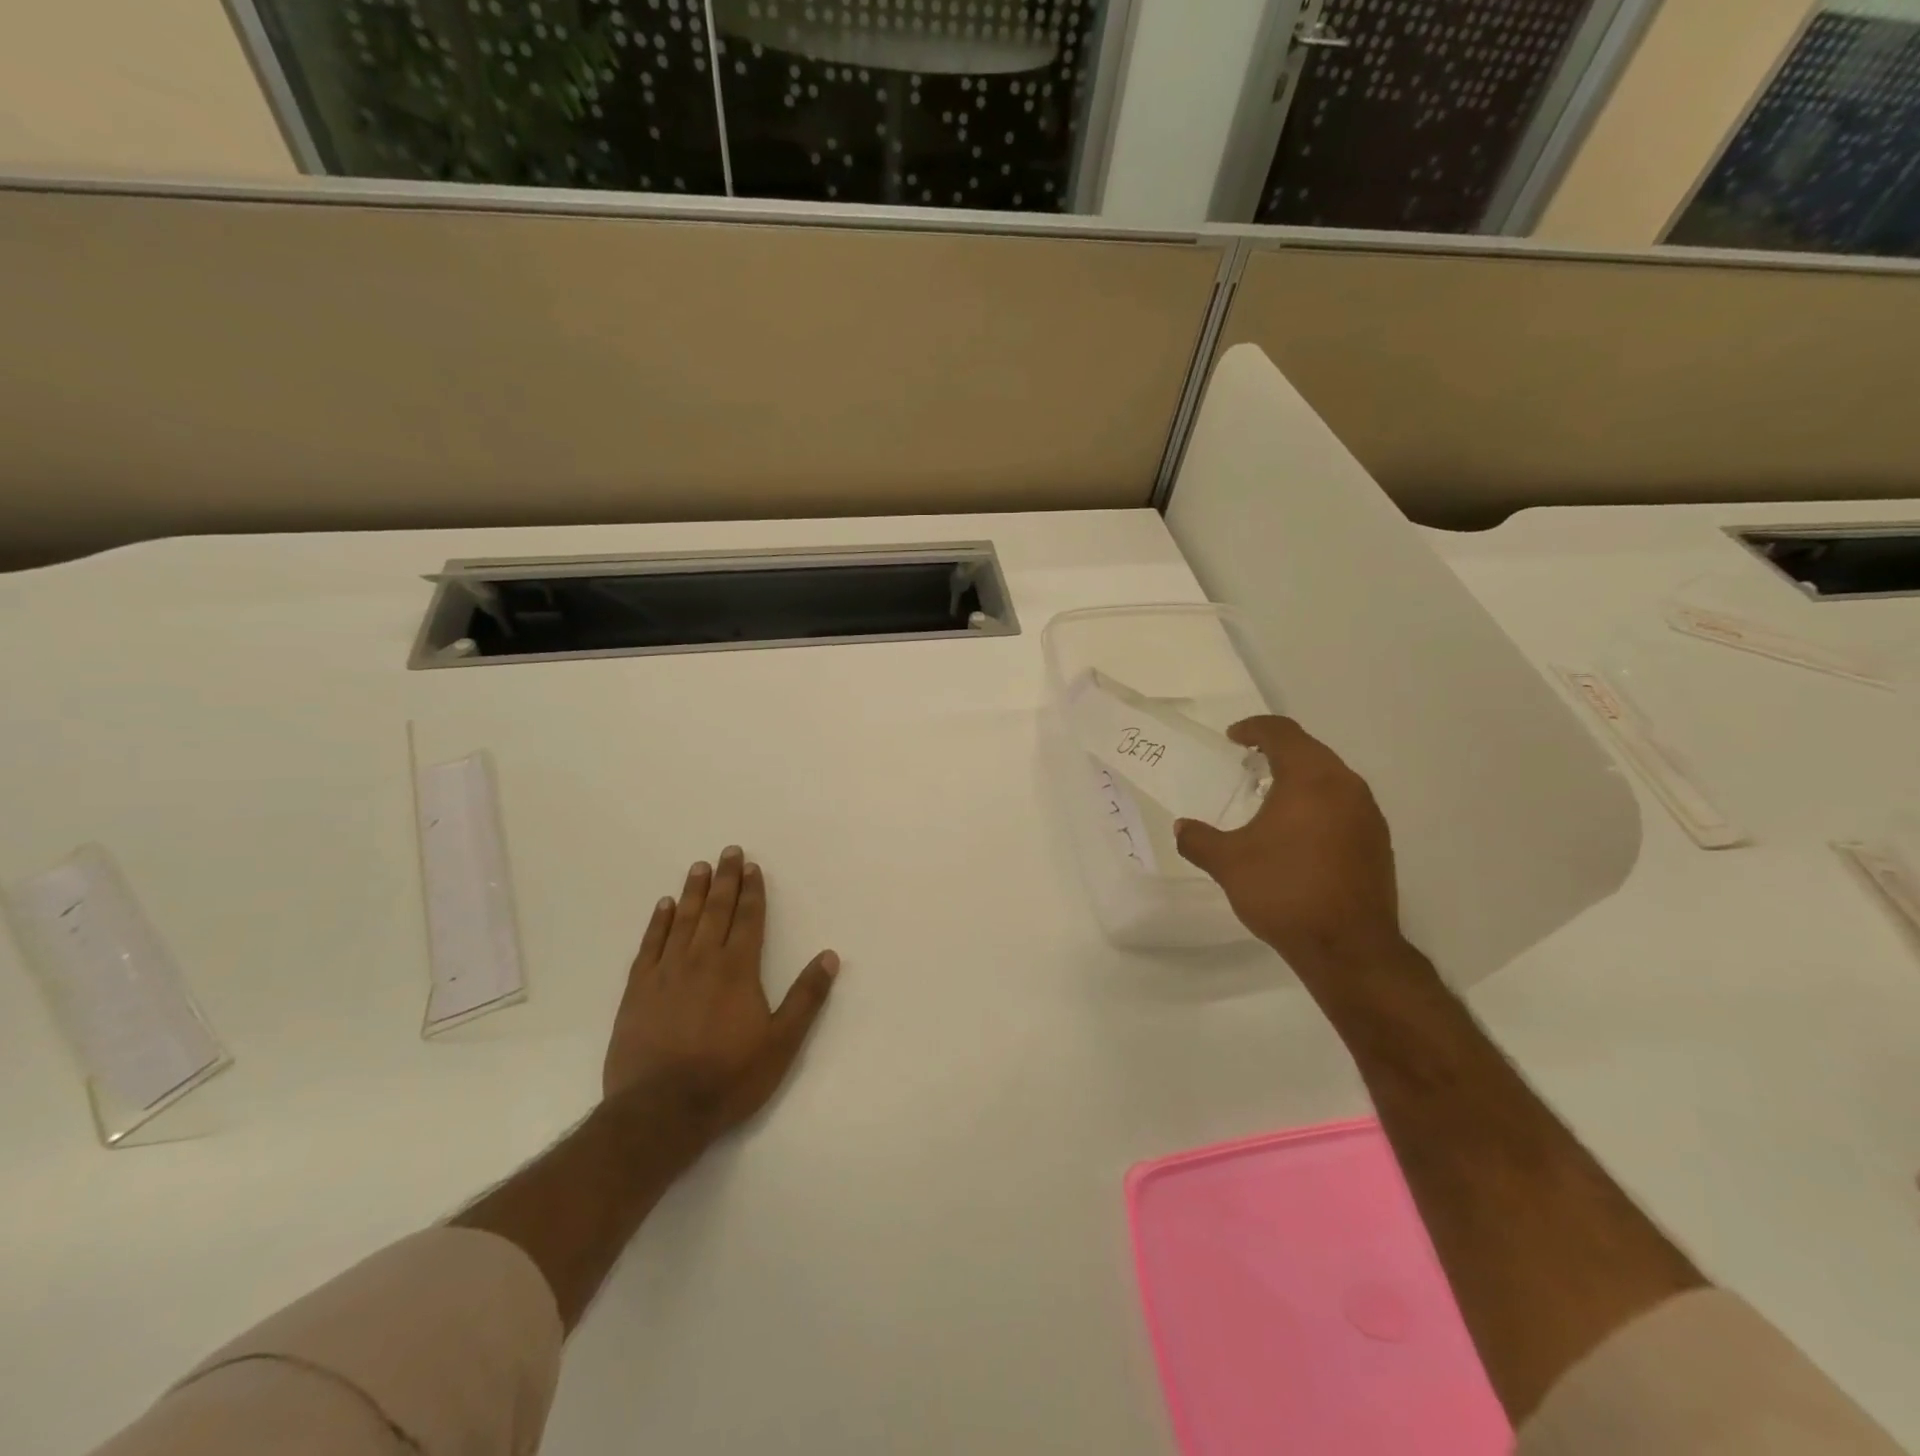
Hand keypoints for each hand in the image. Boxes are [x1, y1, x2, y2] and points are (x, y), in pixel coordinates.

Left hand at [603, 846, 838, 1144]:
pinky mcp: (637, 991)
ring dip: (693, 892)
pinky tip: (663, 907)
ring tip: (699, 867)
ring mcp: (666, 973)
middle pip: (716, 911)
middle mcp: (702, 961)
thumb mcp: (781, 1043)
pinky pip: (649, 945)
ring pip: (683, 921)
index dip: (752, 892)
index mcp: (738, 970)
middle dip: (726, 880)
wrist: (659, 1112)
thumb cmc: (728, 1078)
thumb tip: (829, 956)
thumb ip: (806, 998)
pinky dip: (658, 923)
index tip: (752, 867)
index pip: (748, 920)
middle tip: (729, 851)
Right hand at [1175, 717, 1403, 977]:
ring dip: (1301, 778)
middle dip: (1278, 751)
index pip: (1283, 733)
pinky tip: (1299, 833)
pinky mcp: (1378, 843)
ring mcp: (1368, 816)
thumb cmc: (1284, 891)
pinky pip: (1344, 806)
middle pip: (1311, 751)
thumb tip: (1182, 828)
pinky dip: (1319, 804)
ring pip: (1332, 778)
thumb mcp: (1228, 863)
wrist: (1349, 948)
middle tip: (1249, 765)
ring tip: (1272, 797)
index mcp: (1310, 779)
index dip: (1255, 728)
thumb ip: (1199, 840)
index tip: (1233, 737)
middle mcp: (1346, 787)